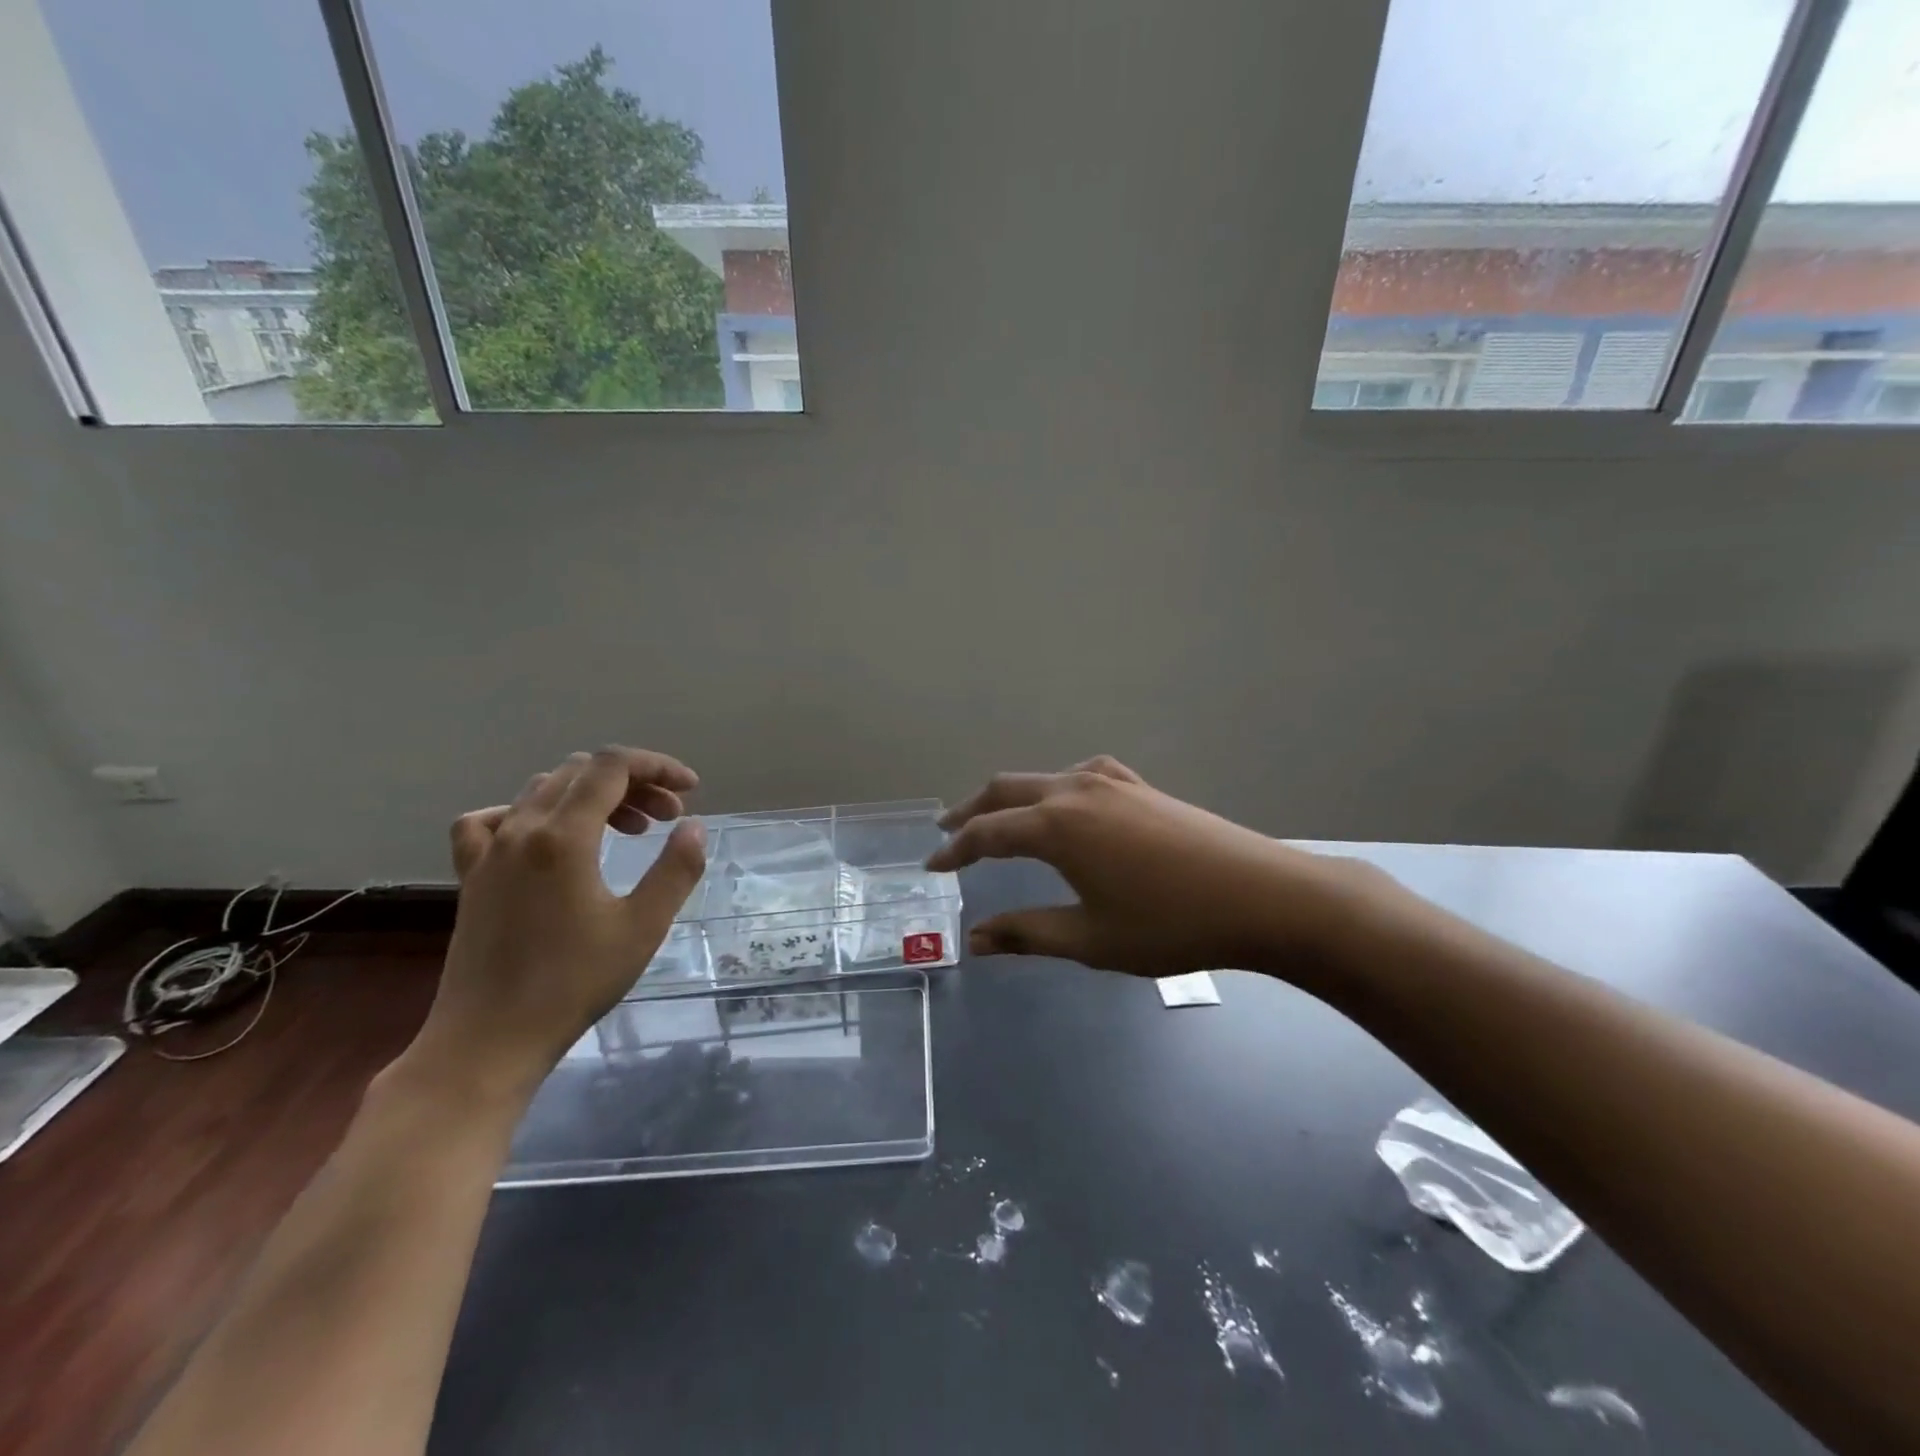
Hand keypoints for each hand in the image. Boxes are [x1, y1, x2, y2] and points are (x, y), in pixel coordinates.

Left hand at [405, 746, 707, 1101]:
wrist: (490, 1038)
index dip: (657, 767)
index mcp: (563, 836)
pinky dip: (531, 813)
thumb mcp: (643, 926)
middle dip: (634, 783)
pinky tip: (547, 837)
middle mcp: (521, 829)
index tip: (690, 791)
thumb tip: (693, 826)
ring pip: (544, 790)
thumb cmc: (574, 983)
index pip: (612, 766)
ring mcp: (490, 850)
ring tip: (627, 829)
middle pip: (581, 772)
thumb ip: (676, 869)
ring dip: (592, 795)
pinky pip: (494, 819)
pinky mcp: (472, 874)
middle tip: (668, 818)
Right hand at [929, 757, 1391, 981]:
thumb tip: (975, 940)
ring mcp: (1112, 781)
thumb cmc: (1170, 925)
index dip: (954, 851)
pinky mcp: (1140, 786)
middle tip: (948, 833)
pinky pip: (1081, 775)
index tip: (933, 867)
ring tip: (998, 820)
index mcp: (1056, 826)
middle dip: (972, 811)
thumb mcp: (1090, 940)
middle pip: (1006, 790)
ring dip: (1012, 797)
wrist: (1262, 896)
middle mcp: (1076, 790)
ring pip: (1043, 778)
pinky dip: (1055, 788)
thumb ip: (1027, 934)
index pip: (986, 832)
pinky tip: (1067, 806)